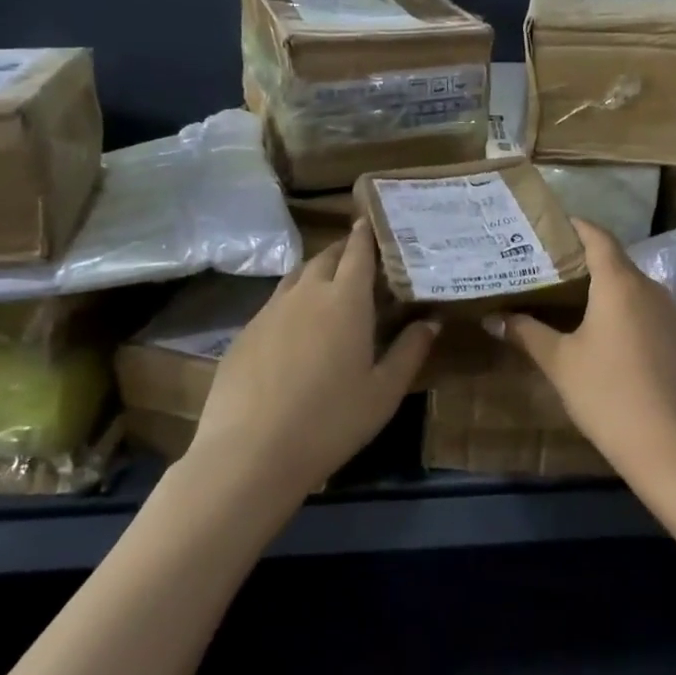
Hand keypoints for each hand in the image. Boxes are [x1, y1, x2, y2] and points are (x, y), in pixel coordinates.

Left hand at [184, 220, 438, 504]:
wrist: (249, 454)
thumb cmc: (330, 421)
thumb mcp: (384, 392)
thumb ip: (410, 351)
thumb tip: (431, 321)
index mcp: (345, 300)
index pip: (358, 251)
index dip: (367, 233)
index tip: (374, 220)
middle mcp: (306, 293)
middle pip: (326, 256)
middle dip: (344, 249)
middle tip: (362, 258)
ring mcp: (269, 311)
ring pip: (297, 276)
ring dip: (317, 272)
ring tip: (331, 287)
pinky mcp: (244, 333)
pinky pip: (275, 303)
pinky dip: (293, 301)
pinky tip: (297, 329)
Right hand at [491, 220, 675, 496]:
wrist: (675, 448)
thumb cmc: (609, 395)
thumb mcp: (560, 363)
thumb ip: (526, 333)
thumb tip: (491, 318)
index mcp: (620, 282)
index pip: (597, 236)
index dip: (574, 226)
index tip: (547, 226)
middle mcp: (650, 287)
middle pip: (614, 259)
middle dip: (581, 258)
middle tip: (544, 264)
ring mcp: (670, 313)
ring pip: (631, 285)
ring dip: (602, 285)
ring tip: (565, 295)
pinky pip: (645, 307)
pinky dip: (621, 306)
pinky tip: (599, 329)